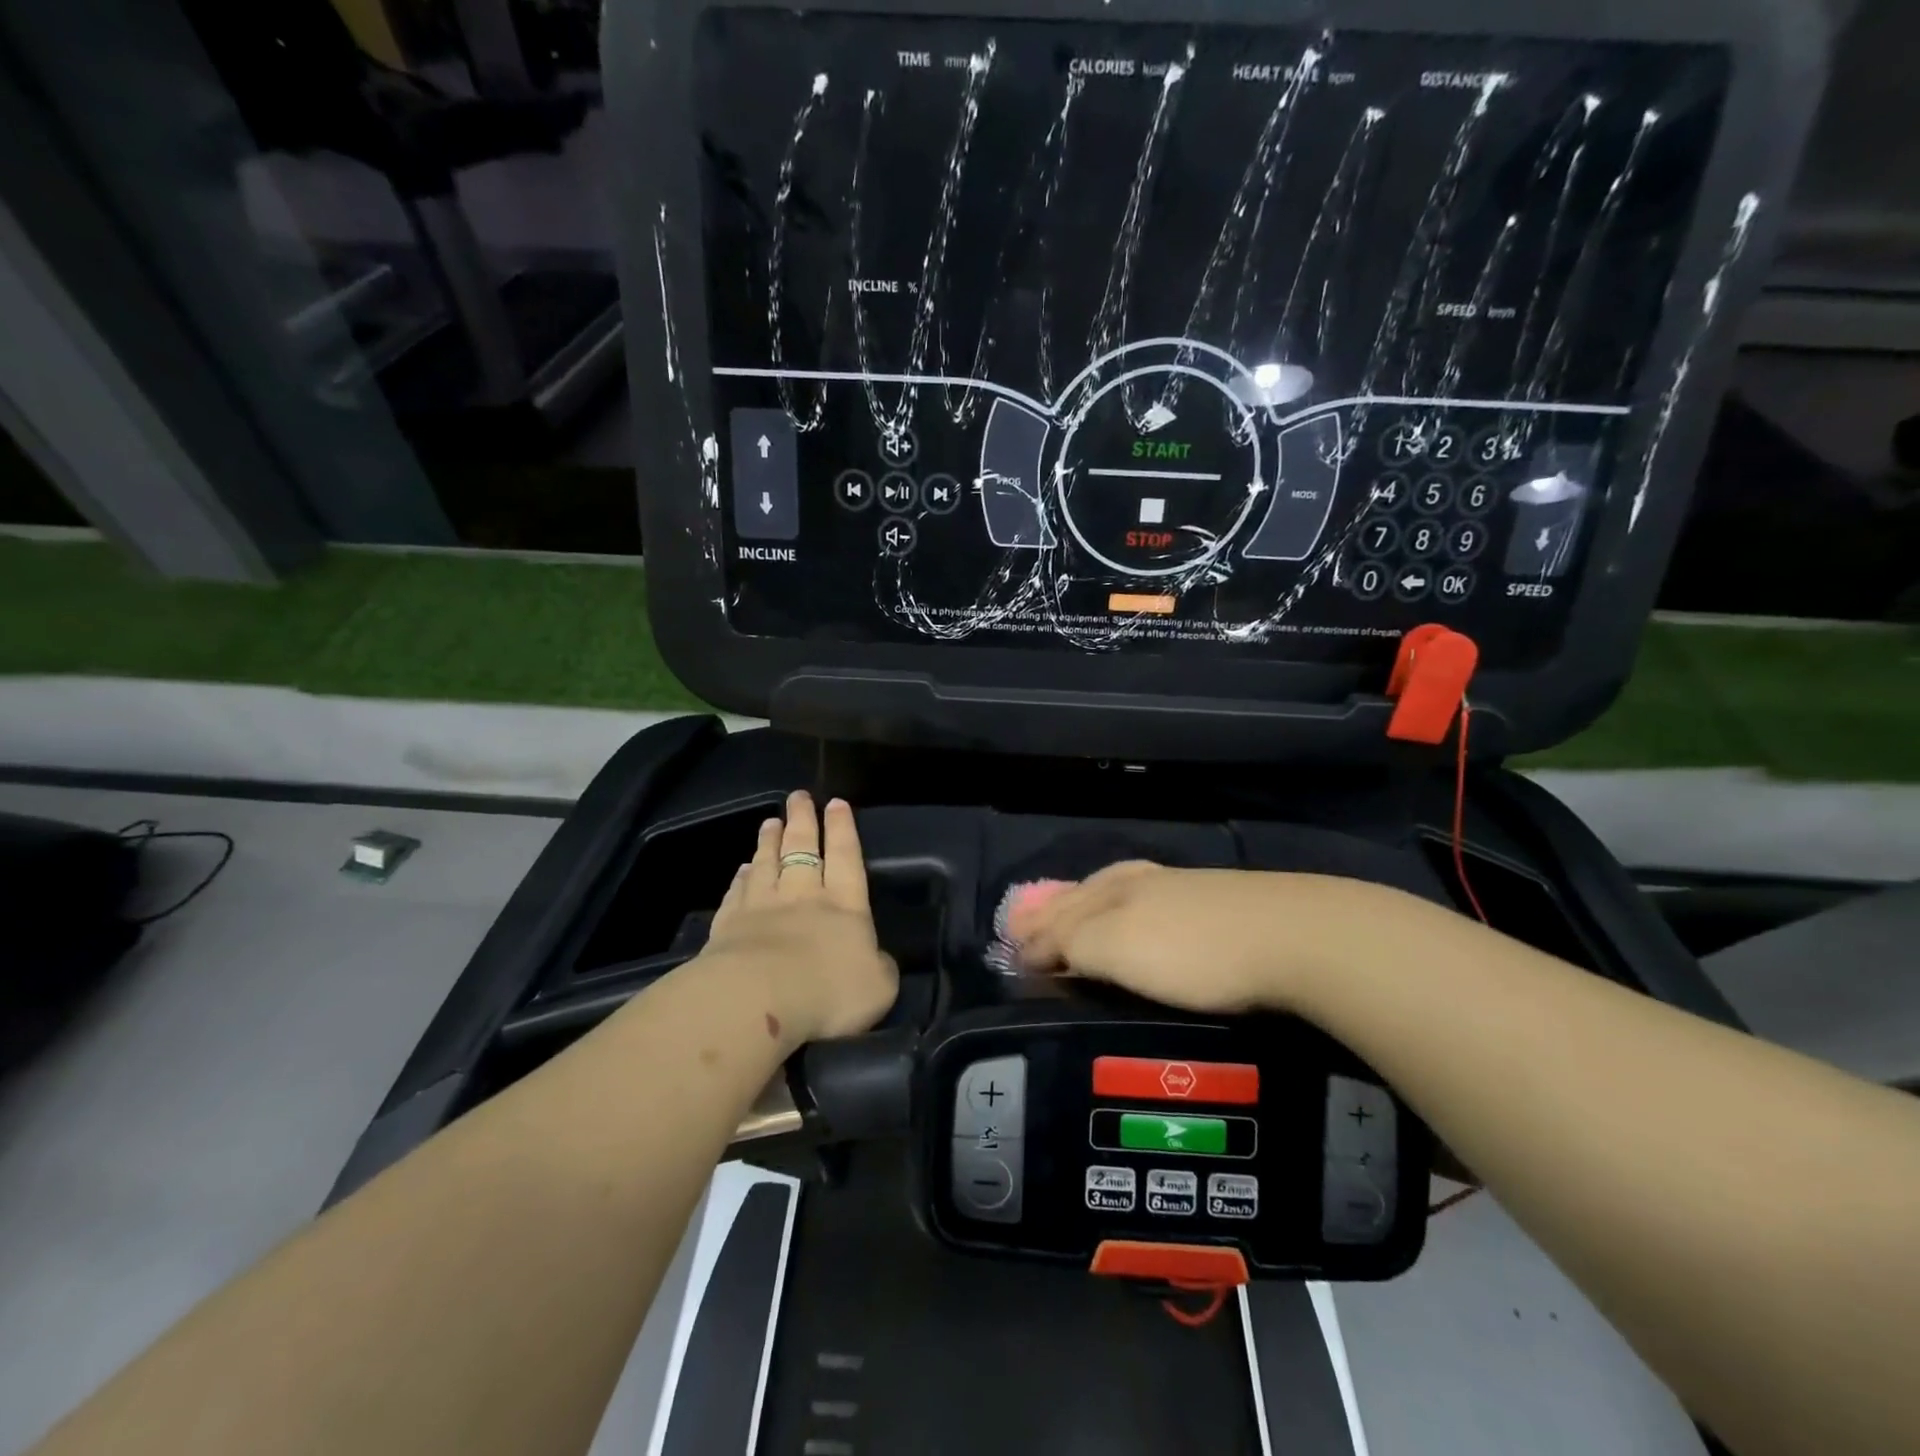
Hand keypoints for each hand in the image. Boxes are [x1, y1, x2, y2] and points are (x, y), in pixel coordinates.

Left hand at [702, 792, 897, 1045]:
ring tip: (771, 822)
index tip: (836, 803)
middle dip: (803, 820)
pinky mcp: (729, 925)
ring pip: (768, 863)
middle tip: (798, 796)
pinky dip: (742, 877)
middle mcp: (804, 896)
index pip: (846, 857)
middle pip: (803, 848)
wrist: (757, 1000)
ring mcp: (762, 906)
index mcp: (845, 905)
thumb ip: (881, 967)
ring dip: (770, 841)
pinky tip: (743, 868)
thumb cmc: (828, 992)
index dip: (843, 830)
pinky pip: (738, 892)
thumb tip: (876, 959)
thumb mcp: (878, 986)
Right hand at [1012, 861, 1412, 1014]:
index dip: (1035, 931)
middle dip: (1058, 910)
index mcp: (1113, 890)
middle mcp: (1141, 881)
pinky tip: (1145, 919)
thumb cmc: (1193, 950)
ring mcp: (1183, 888)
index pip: (1061, 910)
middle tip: (1033, 928)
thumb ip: (1071, 942)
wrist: (1295, 937)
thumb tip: (1029, 943)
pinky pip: (1152, 901)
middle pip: (1088, 893)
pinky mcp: (1218, 903)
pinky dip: (1129, 911)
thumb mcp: (1117, 949)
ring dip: (1092, 906)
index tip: (1013, 951)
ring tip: (1080, 916)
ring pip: (1121, 892)